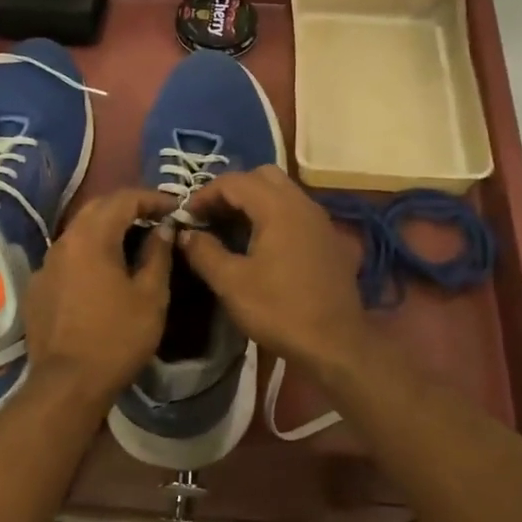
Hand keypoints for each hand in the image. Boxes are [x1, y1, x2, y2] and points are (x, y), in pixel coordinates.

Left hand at [25, 188, 176, 405]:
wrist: (66, 385)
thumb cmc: (117, 338)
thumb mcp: (151, 296)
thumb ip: (158, 254)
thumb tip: (164, 227)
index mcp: (91, 237)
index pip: (124, 198)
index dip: (153, 198)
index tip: (177, 208)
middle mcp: (63, 241)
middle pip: (98, 208)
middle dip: (129, 207)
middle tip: (156, 218)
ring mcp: (46, 264)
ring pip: (80, 232)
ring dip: (108, 229)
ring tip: (134, 242)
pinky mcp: (38, 287)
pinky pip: (67, 257)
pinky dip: (90, 253)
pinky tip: (104, 273)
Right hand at [178, 166, 373, 373]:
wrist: (336, 344)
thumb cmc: (280, 310)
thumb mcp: (231, 283)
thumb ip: (204, 252)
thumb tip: (186, 234)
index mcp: (278, 208)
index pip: (235, 181)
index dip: (205, 193)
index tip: (187, 216)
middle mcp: (302, 204)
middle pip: (262, 176)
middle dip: (232, 190)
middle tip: (211, 216)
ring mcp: (320, 221)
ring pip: (282, 192)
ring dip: (254, 202)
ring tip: (231, 228)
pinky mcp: (328, 239)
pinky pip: (296, 212)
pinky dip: (274, 215)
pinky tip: (262, 244)